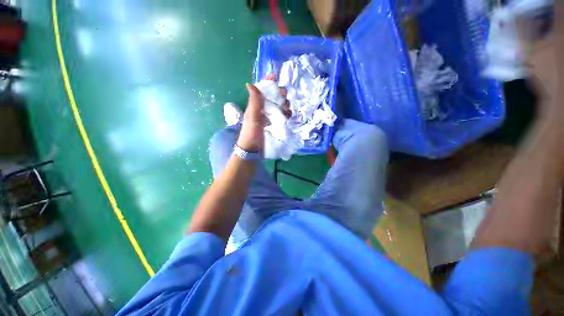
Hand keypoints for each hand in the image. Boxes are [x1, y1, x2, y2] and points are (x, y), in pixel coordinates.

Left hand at [237, 74, 290, 151]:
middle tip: (284, 99)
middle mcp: (263, 109)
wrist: (253, 149)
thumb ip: (254, 102)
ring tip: (287, 110)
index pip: (262, 90)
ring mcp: (269, 116)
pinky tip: (288, 116)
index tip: (275, 77)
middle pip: (273, 97)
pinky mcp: (274, 124)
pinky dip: (286, 113)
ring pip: (279, 105)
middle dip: (280, 95)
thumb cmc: (251, 133)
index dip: (268, 82)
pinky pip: (282, 115)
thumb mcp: (252, 117)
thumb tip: (250, 83)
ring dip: (285, 105)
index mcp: (256, 105)